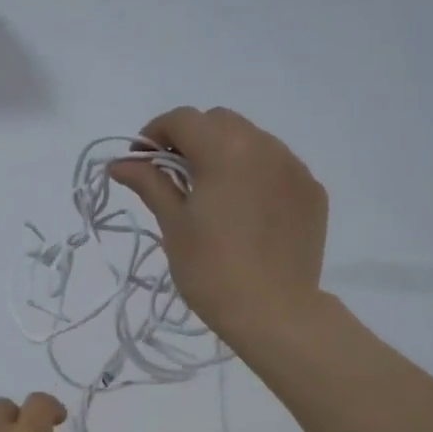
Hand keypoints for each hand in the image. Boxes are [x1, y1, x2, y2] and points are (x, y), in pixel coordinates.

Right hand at [110, 106, 328, 348]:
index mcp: (225, 150)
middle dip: (192, 139)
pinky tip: (246, 209)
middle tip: (174, 177)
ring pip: (252, 140)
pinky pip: (277, 166)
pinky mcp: (312, 191)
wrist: (274, 312)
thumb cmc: (212, 270)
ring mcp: (294, 168)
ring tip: (213, 193)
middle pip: (219, 122)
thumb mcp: (174, 225)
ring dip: (226, 153)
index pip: (182, 119)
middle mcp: (264, 146)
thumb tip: (120, 163)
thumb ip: (150, 183)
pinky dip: (255, 174)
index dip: (155, 133)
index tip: (141, 161)